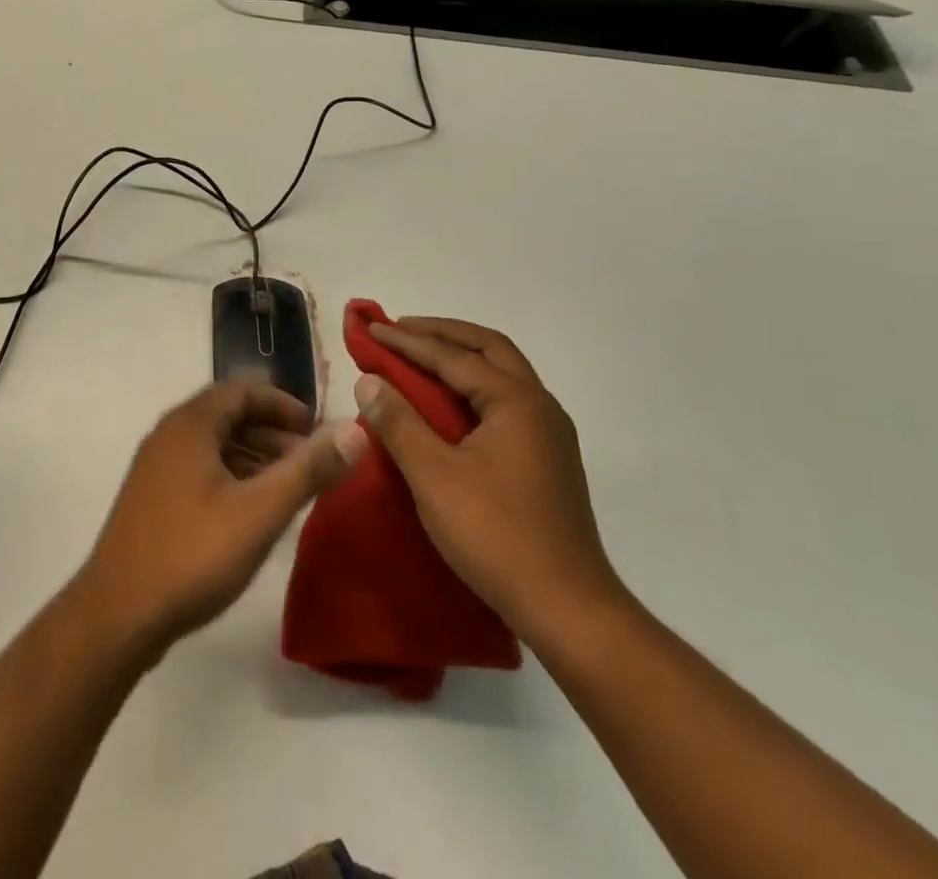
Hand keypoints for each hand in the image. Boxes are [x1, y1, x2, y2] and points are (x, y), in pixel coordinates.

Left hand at [77, 383, 366, 658]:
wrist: (117, 612)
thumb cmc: (192, 553)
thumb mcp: (260, 512)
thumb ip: (308, 470)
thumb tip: (355, 432)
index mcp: (190, 424)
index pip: (242, 390)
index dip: (283, 403)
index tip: (317, 427)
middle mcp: (169, 434)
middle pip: (227, 414)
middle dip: (272, 431)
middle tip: (310, 459)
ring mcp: (155, 466)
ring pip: (213, 444)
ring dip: (253, 455)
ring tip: (288, 486)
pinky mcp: (151, 497)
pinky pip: (199, 468)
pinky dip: (231, 475)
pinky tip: (251, 510)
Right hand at [355, 318, 622, 639]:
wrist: (569, 610)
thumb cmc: (497, 535)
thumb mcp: (434, 477)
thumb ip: (398, 422)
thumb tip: (368, 380)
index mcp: (517, 402)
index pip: (453, 356)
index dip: (408, 341)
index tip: (372, 328)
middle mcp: (539, 406)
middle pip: (489, 348)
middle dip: (442, 333)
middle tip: (401, 330)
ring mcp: (548, 433)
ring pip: (502, 373)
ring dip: (461, 356)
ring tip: (420, 356)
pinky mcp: (547, 458)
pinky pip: (505, 400)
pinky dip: (473, 384)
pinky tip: (450, 402)